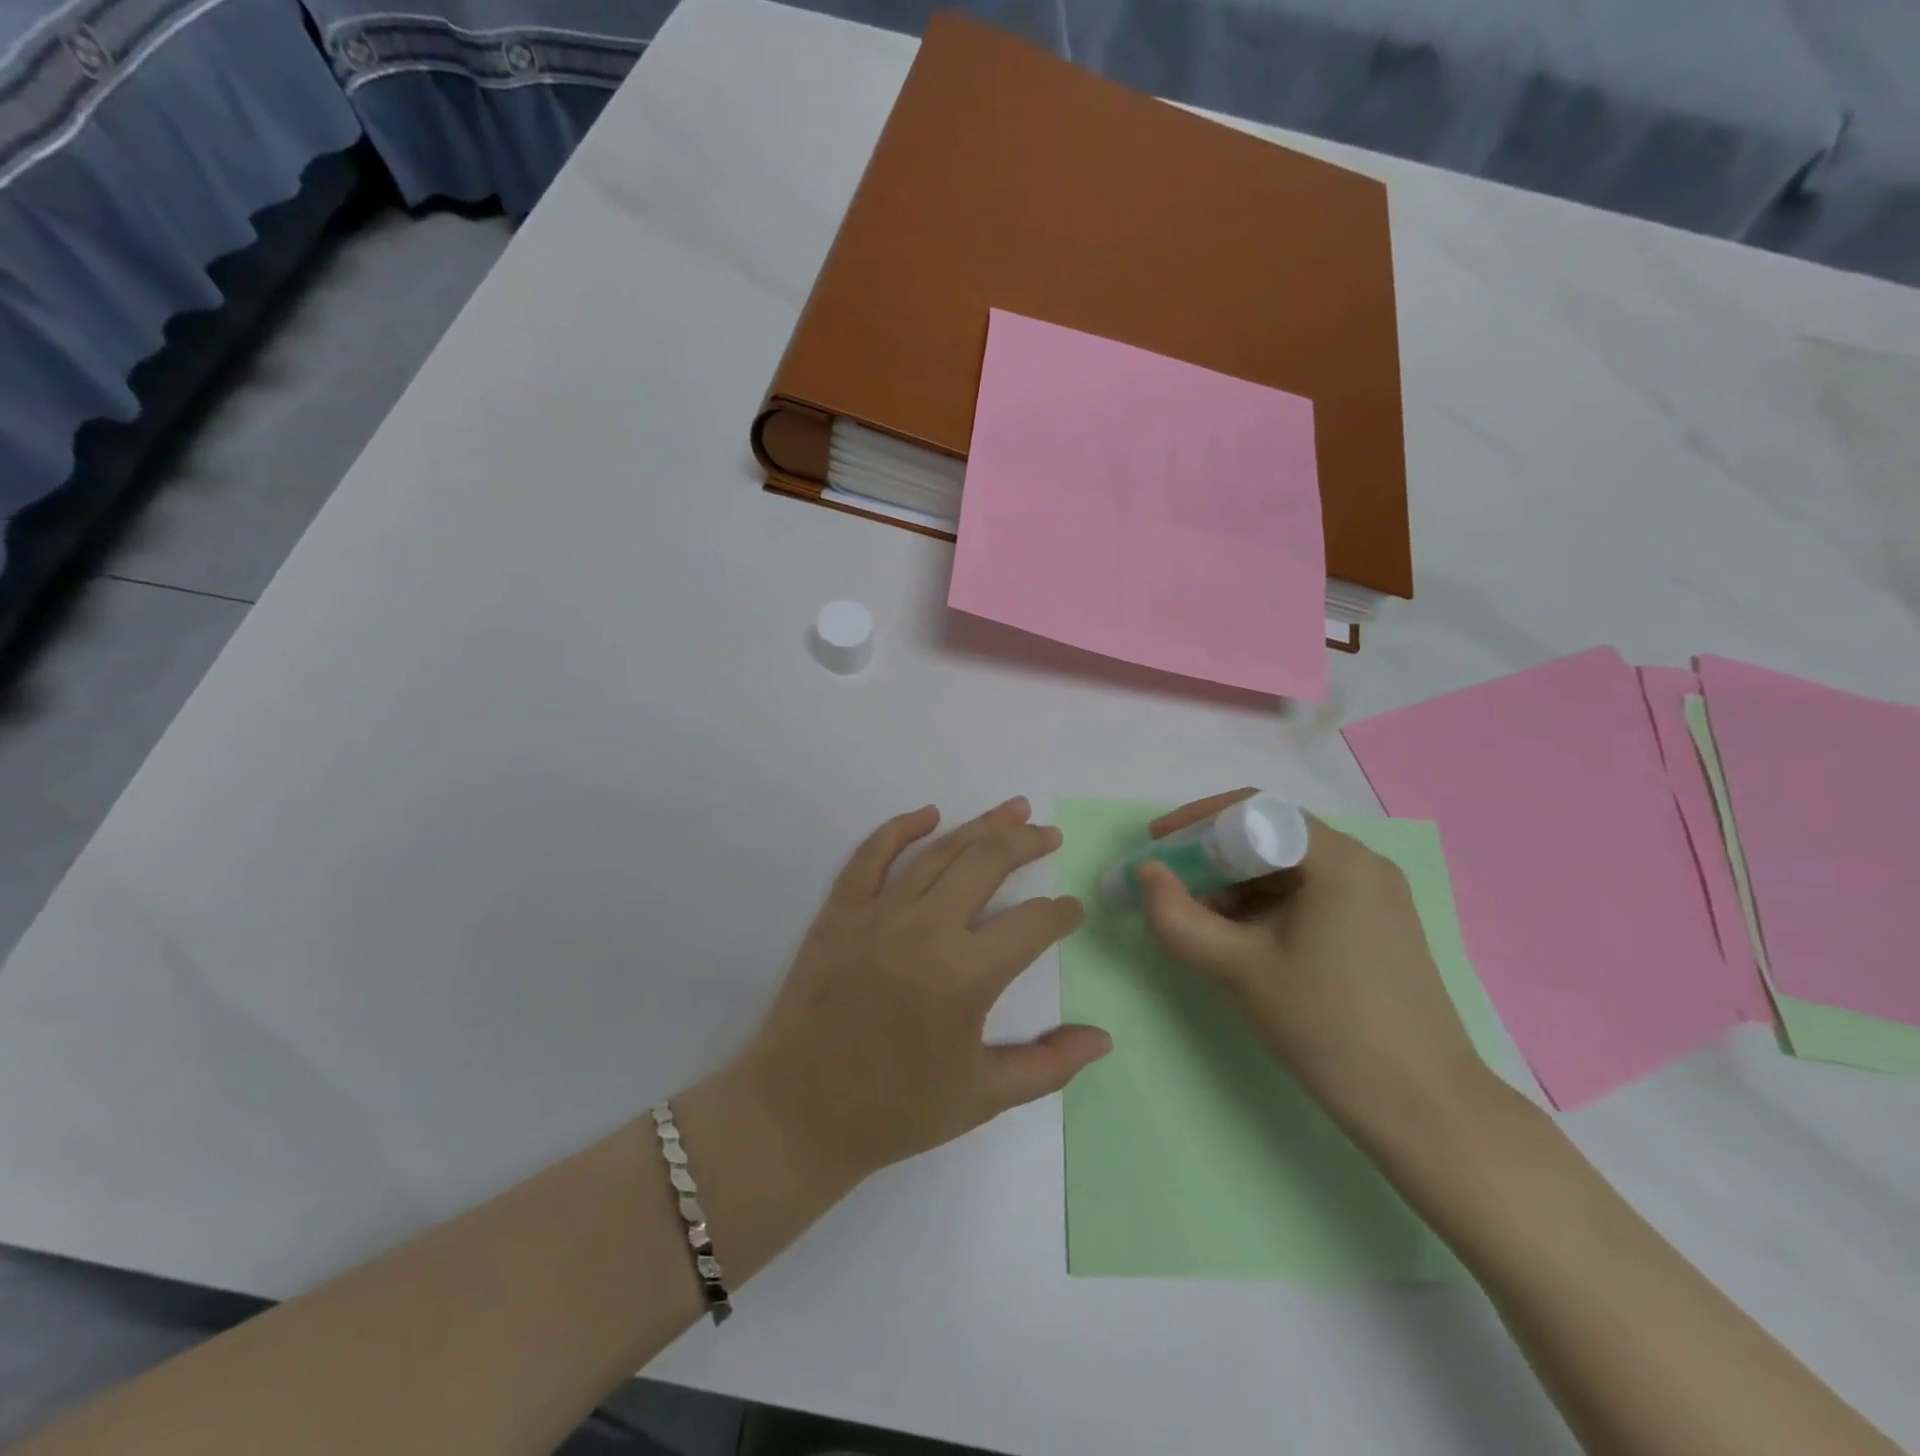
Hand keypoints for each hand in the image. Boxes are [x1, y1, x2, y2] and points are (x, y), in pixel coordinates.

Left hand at [734, 797, 1109, 1184]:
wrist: (799, 1113)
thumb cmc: (896, 1110)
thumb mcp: (983, 1097)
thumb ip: (1050, 1065)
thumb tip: (1104, 1039)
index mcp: (966, 976)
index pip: (1032, 925)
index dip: (1061, 915)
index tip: (1072, 911)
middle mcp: (925, 930)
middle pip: (987, 864)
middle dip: (1027, 843)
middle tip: (1050, 834)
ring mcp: (878, 914)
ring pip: (939, 852)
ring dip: (981, 826)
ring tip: (1014, 809)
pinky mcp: (840, 911)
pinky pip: (871, 856)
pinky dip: (900, 828)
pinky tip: (929, 814)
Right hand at [1136, 790, 1486, 1137]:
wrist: (1425, 1110)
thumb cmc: (1329, 1026)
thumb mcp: (1240, 969)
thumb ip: (1180, 918)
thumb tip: (1146, 875)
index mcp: (1337, 860)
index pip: (1254, 810)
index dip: (1196, 822)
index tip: (1156, 846)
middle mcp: (1361, 864)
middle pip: (1269, 837)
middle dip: (1211, 858)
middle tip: (1170, 890)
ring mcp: (1374, 897)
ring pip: (1286, 870)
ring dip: (1234, 886)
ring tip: (1198, 924)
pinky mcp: (1375, 928)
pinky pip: (1307, 896)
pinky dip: (1264, 908)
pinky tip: (1239, 942)